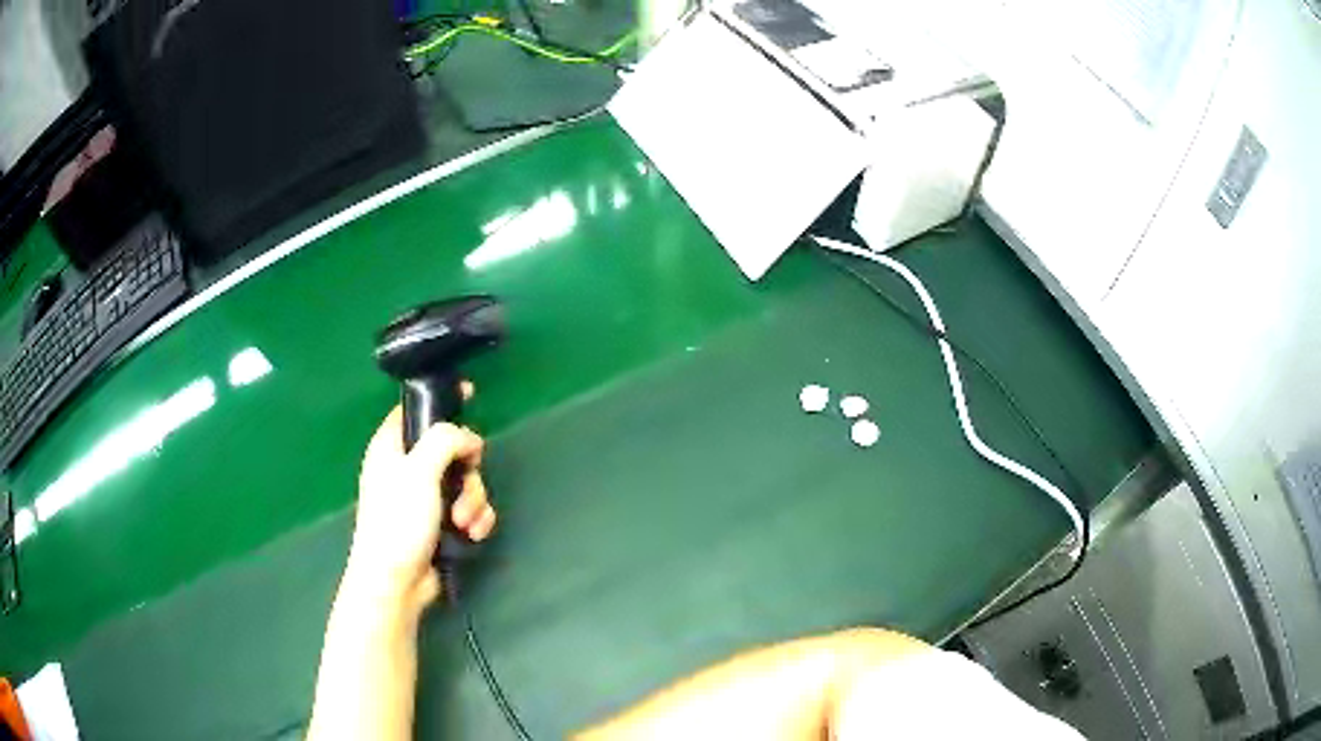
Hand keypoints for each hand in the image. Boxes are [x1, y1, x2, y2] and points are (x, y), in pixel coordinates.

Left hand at [344, 384, 496, 616]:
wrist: (396, 580)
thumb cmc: (399, 520)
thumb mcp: (419, 470)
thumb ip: (445, 440)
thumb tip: (470, 439)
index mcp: (392, 447)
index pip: (415, 410)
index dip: (441, 401)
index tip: (469, 395)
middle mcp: (407, 468)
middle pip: (451, 449)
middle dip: (467, 471)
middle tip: (464, 486)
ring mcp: (424, 498)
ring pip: (464, 482)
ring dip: (473, 501)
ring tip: (465, 524)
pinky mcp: (440, 523)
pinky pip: (468, 509)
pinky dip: (475, 520)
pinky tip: (472, 535)